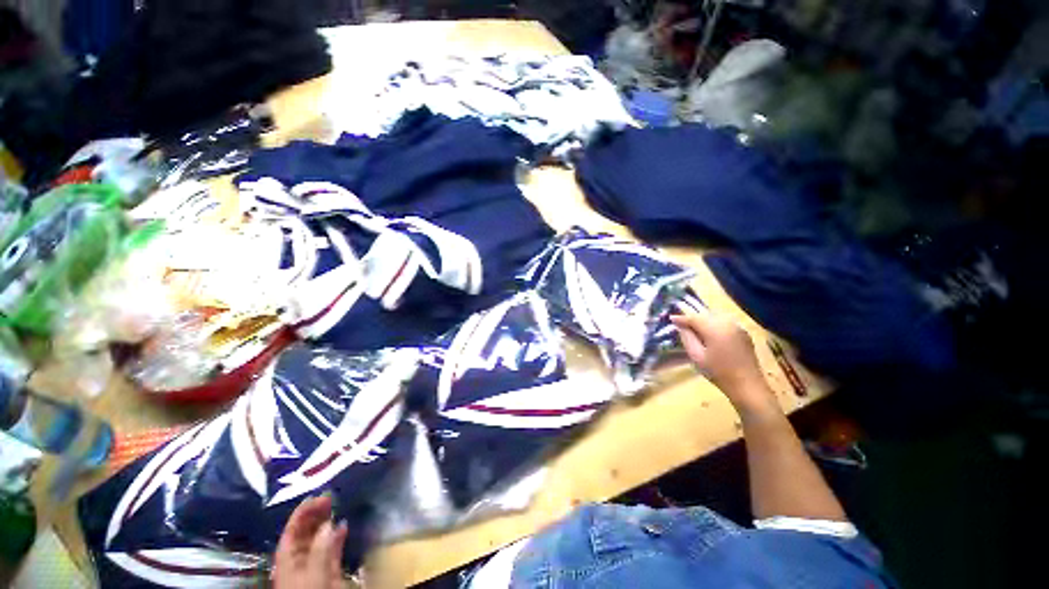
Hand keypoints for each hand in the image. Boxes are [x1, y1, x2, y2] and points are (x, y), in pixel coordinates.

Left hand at [272, 495, 348, 588]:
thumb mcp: (313, 575)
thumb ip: (320, 550)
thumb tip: (329, 523)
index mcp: (287, 561)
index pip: (291, 532)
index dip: (301, 513)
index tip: (316, 496)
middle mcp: (299, 561)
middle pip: (304, 533)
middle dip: (315, 514)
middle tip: (329, 496)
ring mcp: (314, 566)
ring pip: (319, 539)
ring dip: (327, 522)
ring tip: (336, 505)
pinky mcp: (329, 572)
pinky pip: (332, 549)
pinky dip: (338, 536)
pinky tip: (344, 525)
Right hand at [671, 312, 778, 413]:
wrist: (748, 386)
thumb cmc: (719, 373)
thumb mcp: (697, 356)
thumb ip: (687, 338)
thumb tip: (680, 326)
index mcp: (715, 329)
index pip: (694, 318)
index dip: (681, 318)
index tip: (671, 319)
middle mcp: (727, 323)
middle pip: (705, 315)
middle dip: (693, 318)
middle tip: (681, 324)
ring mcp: (738, 327)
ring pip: (715, 317)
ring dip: (703, 321)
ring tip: (694, 328)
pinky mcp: (743, 333)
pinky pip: (724, 323)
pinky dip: (714, 324)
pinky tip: (709, 333)